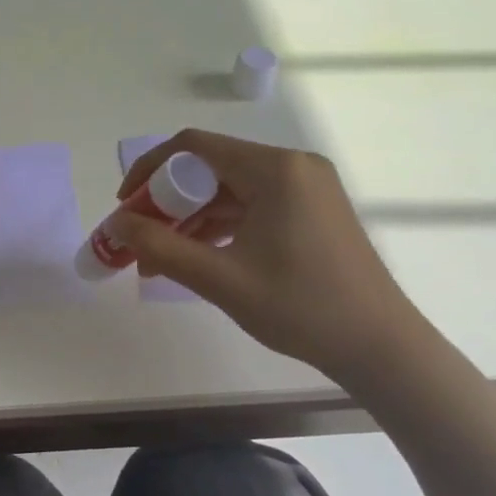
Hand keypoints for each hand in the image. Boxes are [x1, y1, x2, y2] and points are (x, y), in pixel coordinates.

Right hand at [112, 129, 431, 383]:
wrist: (381, 347)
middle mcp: (293, 166)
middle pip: (210, 167)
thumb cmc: (301, 308)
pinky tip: (197, 257)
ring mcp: (306, 187)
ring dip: (191, 218)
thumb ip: (160, 247)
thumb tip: (115, 224)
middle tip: (139, 237)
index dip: (150, 170)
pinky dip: (220, 226)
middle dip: (167, 202)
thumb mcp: (220, 279)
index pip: (193, 147)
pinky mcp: (312, 210)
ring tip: (160, 257)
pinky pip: (252, 205)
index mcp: (275, 169)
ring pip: (229, 189)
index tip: (126, 205)